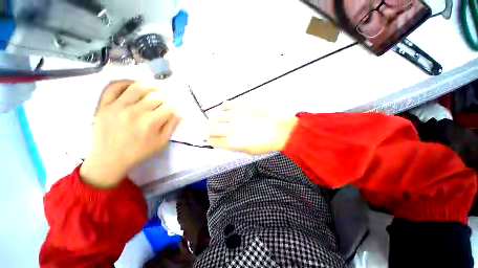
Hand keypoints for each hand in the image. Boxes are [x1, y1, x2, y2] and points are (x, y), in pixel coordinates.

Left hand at [80, 80, 180, 187]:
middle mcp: (135, 111)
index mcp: (150, 123)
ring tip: (152, 90)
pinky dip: (125, 83)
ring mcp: (117, 106)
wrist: (109, 159)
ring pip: (137, 87)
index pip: (169, 108)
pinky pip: (114, 87)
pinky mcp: (104, 105)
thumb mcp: (161, 143)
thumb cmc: (139, 152)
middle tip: (163, 102)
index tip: (173, 110)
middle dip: (164, 98)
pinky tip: (132, 85)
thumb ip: (172, 127)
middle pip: (156, 96)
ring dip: (149, 86)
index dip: (174, 108)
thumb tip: (180, 113)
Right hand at [209, 103, 297, 154]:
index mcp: (232, 142)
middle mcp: (231, 128)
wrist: (280, 130)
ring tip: (221, 120)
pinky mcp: (241, 105)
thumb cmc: (265, 143)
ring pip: (216, 115)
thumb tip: (222, 140)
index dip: (212, 140)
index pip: (213, 141)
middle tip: (215, 129)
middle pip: (211, 128)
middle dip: (210, 130)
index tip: (214, 139)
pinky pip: (226, 105)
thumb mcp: (248, 151)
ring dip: (216, 119)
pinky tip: (227, 111)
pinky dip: (224, 108)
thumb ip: (232, 146)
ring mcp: (236, 115)